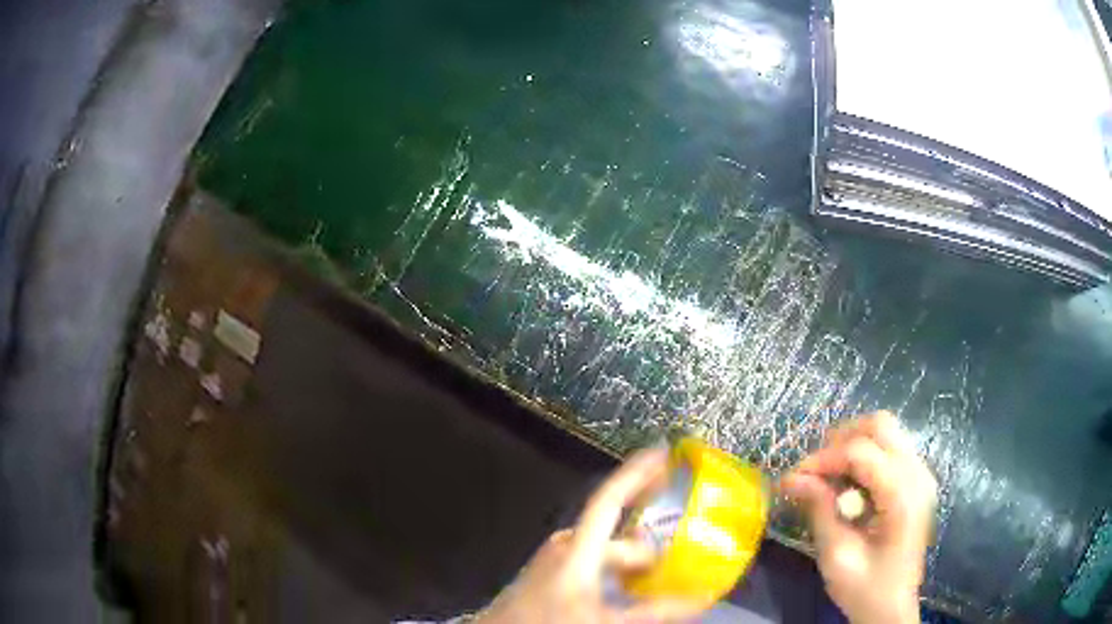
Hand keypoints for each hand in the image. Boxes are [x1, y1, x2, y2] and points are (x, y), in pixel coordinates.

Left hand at [475, 448, 702, 623]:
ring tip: (659, 578)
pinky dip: (615, 571)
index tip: (664, 453)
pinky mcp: (550, 574)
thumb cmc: (551, 622)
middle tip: (681, 552)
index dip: (637, 472)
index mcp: (577, 548)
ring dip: (633, 560)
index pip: (610, 499)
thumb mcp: (606, 619)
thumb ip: (653, 611)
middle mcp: (565, 546)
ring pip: (604, 551)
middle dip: (648, 542)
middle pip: (615, 533)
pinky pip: (592, 563)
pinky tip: (626, 591)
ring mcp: (555, 560)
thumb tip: (700, 598)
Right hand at [781, 412, 936, 623]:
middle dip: (841, 439)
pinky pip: (890, 448)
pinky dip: (865, 455)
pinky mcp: (917, 480)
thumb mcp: (836, 555)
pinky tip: (848, 483)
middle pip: (880, 425)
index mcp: (903, 496)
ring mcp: (921, 474)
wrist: (892, 608)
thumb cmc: (865, 588)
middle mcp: (918, 474)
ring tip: (827, 475)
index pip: (861, 452)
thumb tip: (791, 478)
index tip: (793, 477)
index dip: (823, 458)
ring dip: (852, 444)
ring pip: (886, 431)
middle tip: (813, 469)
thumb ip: (819, 510)